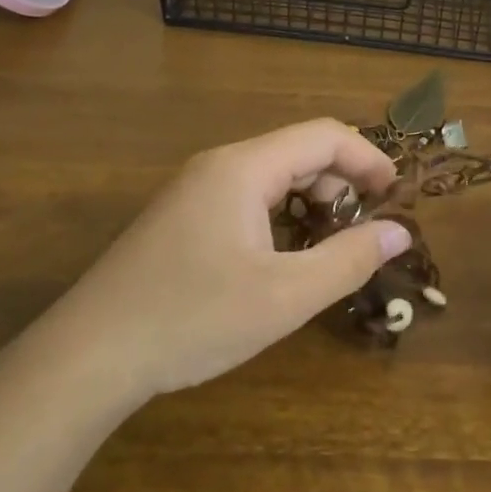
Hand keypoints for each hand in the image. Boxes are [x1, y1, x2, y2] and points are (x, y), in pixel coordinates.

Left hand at [49, 120, 411, 395]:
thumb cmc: (193, 319)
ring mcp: (194, 191)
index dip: (369, 159)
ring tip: (325, 253)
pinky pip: (246, 200)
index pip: (324, 136)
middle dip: (340, 186)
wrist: (89, 355)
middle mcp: (218, 165)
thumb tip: (400, 231)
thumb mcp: (285, 296)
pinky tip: (280, 262)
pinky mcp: (181, 218)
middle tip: (360, 237)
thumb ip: (349, 259)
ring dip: (310, 204)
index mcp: (243, 168)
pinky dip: (279, 218)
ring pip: (271, 178)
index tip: (397, 198)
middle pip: (298, 153)